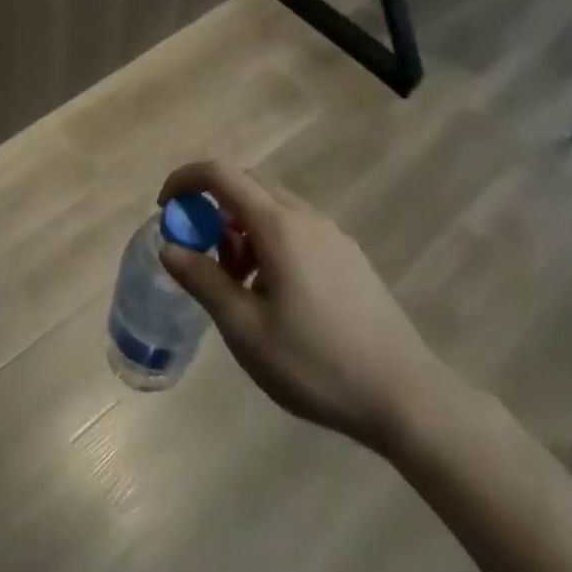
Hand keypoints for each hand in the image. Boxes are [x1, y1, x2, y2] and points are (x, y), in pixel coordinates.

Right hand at [157, 161, 452, 451]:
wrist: (405, 396)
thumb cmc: (316, 363)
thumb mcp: (245, 329)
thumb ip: (203, 281)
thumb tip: (169, 247)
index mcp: (279, 226)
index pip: (221, 174)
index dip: (185, 181)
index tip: (165, 210)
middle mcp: (306, 217)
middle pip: (247, 186)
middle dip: (212, 209)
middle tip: (200, 255)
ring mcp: (332, 235)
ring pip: (272, 209)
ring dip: (240, 229)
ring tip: (237, 285)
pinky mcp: (348, 256)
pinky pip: (295, 229)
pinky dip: (268, 242)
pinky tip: (273, 294)